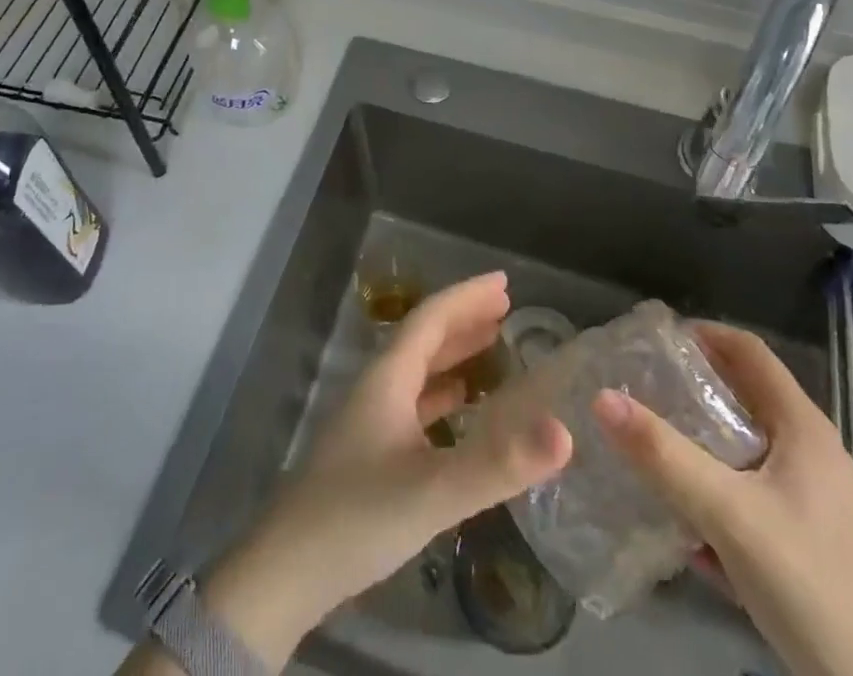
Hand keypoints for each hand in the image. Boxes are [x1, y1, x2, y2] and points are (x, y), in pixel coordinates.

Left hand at [200, 272, 571, 669]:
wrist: (287, 571)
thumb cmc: (358, 515)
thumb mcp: (433, 490)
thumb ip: (497, 463)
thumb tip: (565, 431)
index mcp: (388, 377)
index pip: (431, 318)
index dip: (467, 296)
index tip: (504, 281)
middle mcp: (379, 387)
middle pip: (425, 337)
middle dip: (464, 317)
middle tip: (506, 306)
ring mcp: (371, 419)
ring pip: (419, 369)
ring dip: (454, 352)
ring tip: (492, 343)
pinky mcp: (371, 451)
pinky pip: (415, 403)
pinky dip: (444, 393)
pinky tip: (461, 407)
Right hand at [591, 322, 852, 675]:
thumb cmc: (808, 582)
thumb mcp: (728, 514)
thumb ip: (664, 455)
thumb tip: (601, 397)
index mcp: (802, 427)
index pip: (748, 349)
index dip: (702, 334)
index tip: (652, 341)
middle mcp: (811, 452)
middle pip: (743, 395)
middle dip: (691, 388)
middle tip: (639, 387)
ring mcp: (812, 498)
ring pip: (744, 447)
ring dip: (699, 441)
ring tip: (649, 443)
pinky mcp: (806, 539)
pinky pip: (750, 491)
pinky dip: (716, 487)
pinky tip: (683, 517)